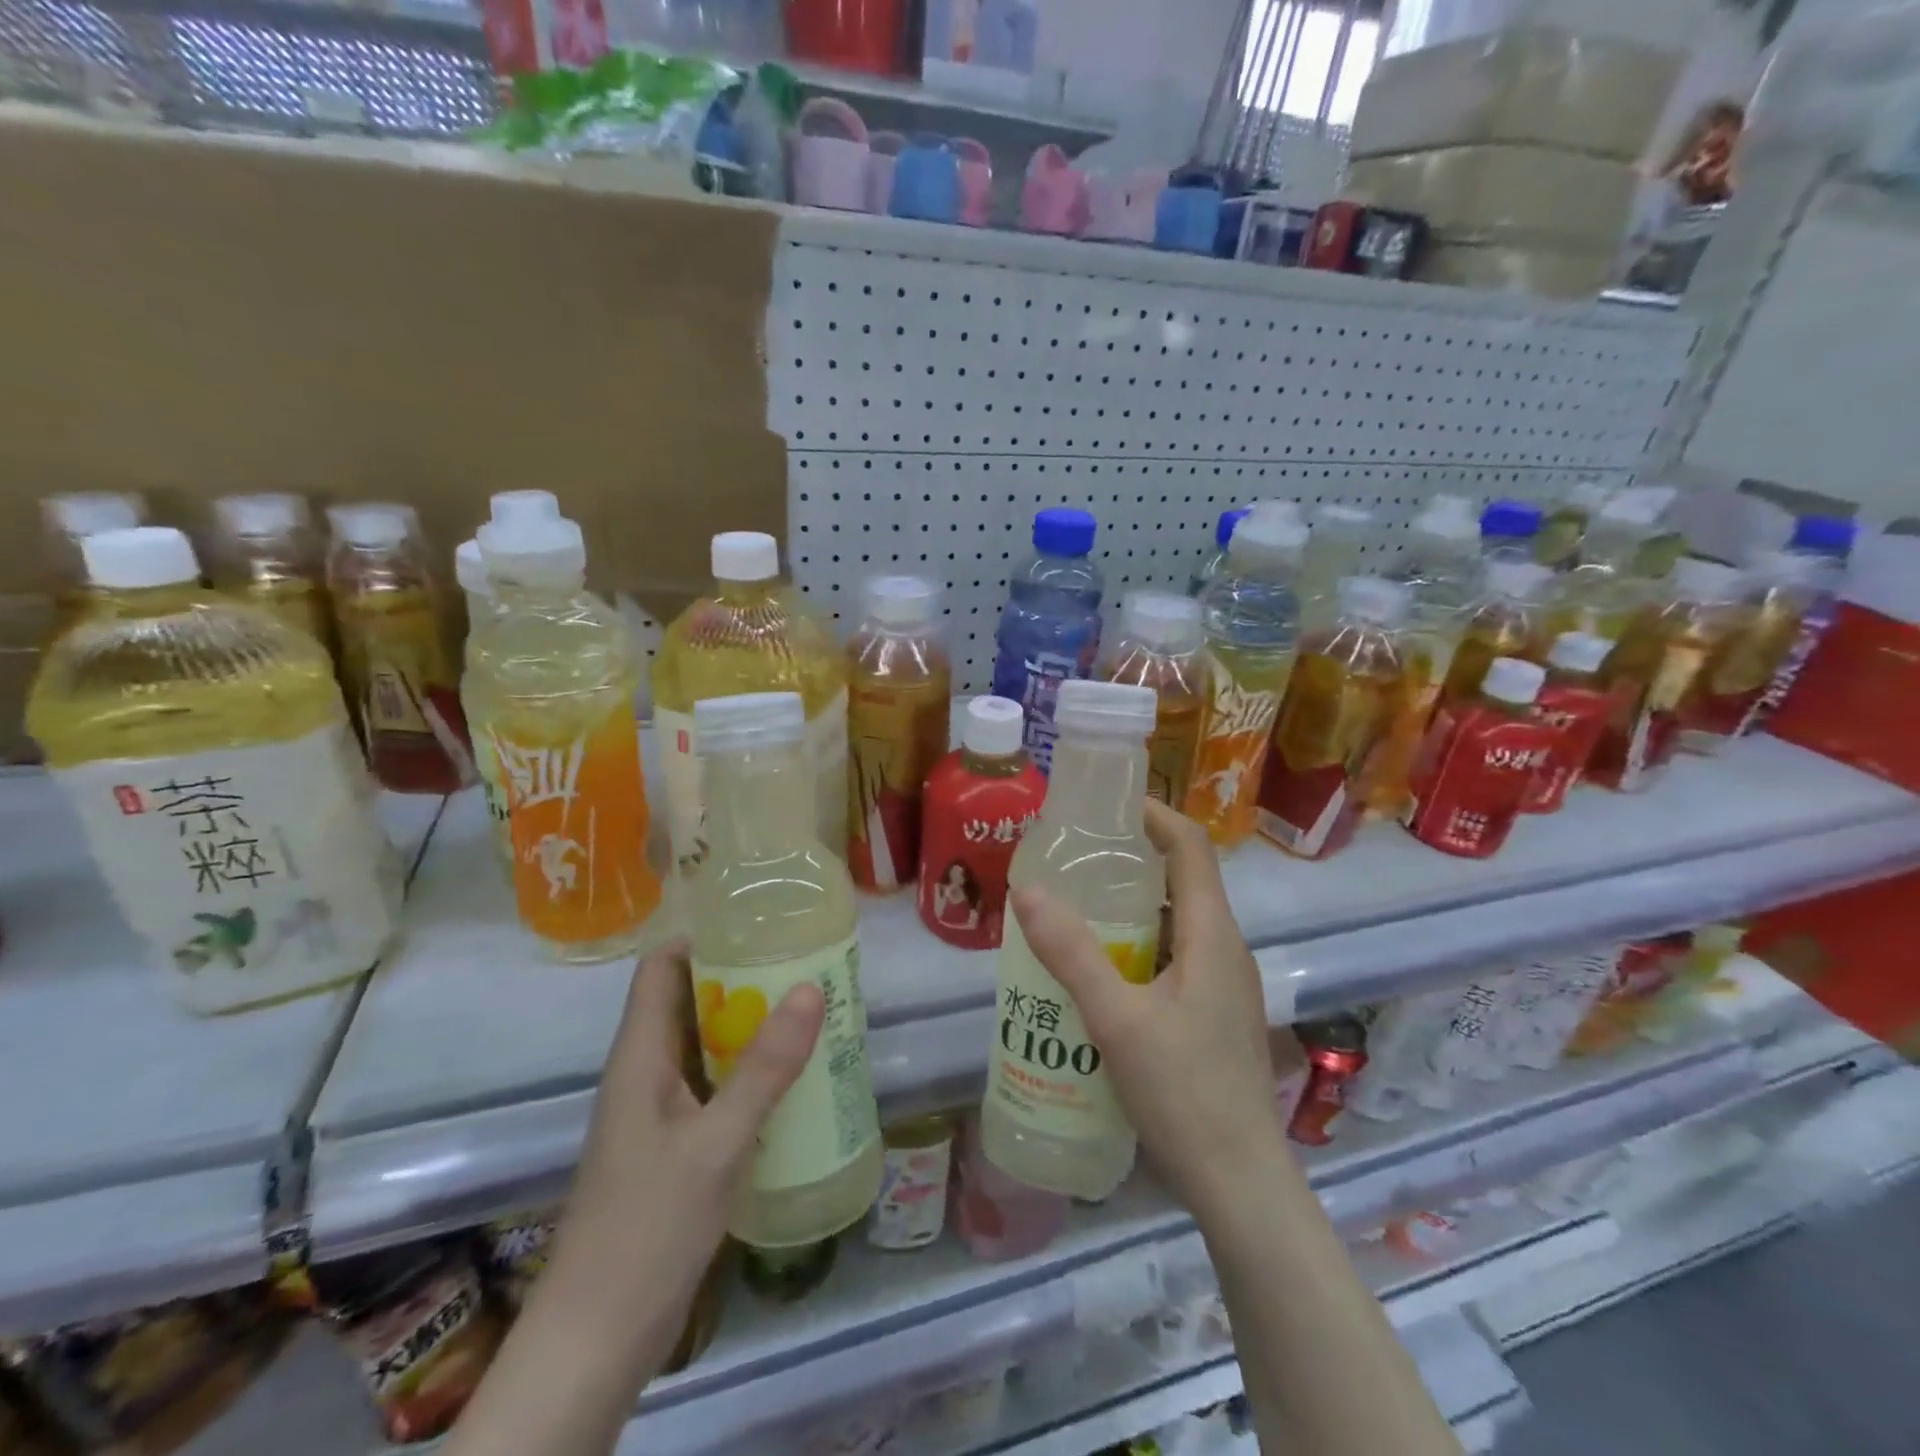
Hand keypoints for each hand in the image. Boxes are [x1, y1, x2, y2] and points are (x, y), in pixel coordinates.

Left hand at [560, 940, 825, 1363]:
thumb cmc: (646, 1228)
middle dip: (743, 979)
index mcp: (640, 1055)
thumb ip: (764, 1068)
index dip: (702, 937)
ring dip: (751, 1026)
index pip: (660, 967)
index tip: (759, 924)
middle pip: (689, 1001)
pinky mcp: (675, 1147)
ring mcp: (659, 1112)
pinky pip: (715, 1087)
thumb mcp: (715, 1143)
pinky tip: (794, 1079)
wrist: (597, 1340)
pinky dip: (750, 1072)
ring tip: (811, 1009)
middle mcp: (646, 1072)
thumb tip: (811, 990)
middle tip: (805, 964)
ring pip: (706, 1046)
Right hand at [1009, 799, 1285, 1213]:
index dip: (1154, 814)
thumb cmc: (1185, 1094)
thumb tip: (1027, 889)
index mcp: (1213, 935)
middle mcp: (1225, 949)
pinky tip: (1098, 971)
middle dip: (1131, 858)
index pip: (1191, 846)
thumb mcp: (1117, 1020)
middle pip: (1182, 879)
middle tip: (1073, 857)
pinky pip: (1174, 956)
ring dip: (1131, 906)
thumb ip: (1072, 953)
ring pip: (1176, 922)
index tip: (1105, 804)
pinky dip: (1137, 945)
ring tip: (1075, 907)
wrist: (1241, 1184)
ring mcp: (1224, 984)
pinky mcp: (1213, 1013)